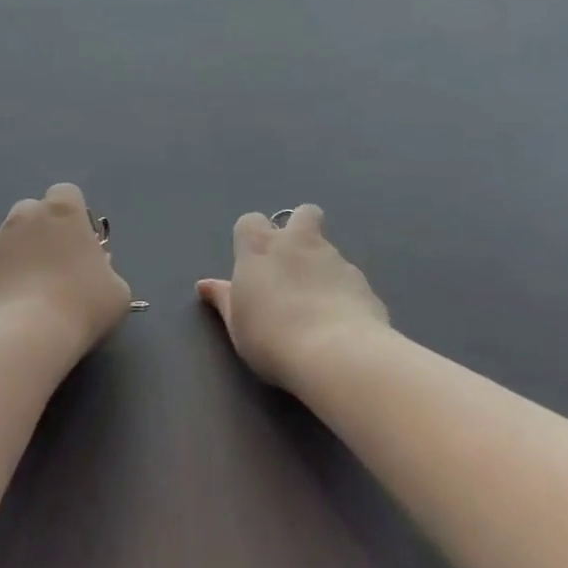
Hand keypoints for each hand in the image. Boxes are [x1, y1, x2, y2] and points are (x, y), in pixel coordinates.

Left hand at [0, 183, 131, 361]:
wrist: (25, 337)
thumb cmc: (81, 305)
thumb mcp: (117, 289)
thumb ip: (105, 269)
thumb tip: (95, 271)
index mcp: (63, 211)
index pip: (66, 194)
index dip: (74, 216)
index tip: (80, 243)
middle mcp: (25, 216)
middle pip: (34, 211)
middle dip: (44, 230)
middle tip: (57, 265)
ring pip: (12, 238)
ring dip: (23, 254)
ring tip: (34, 292)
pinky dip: (5, 278)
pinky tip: (16, 308)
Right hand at [197, 205, 389, 388]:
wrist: (336, 354)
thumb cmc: (271, 337)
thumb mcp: (237, 323)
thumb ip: (224, 299)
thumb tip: (205, 286)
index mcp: (260, 248)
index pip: (251, 221)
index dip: (252, 238)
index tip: (253, 263)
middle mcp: (299, 243)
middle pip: (303, 213)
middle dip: (300, 228)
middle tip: (294, 264)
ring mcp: (335, 259)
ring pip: (328, 249)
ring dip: (322, 267)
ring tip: (317, 307)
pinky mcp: (363, 282)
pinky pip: (349, 279)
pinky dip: (343, 293)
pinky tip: (340, 323)